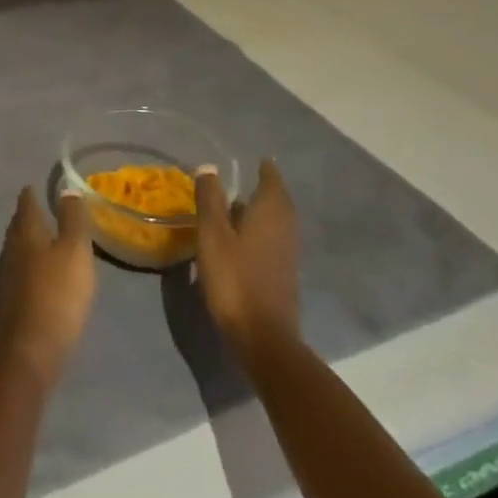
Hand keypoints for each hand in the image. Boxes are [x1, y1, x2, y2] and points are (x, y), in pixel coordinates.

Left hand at [0, 187, 96, 388]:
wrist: (26, 356)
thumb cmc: (56, 297)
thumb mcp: (75, 253)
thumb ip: (73, 220)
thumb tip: (67, 189)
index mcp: (25, 235)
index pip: (26, 205)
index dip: (31, 195)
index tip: (35, 187)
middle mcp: (8, 253)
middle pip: (17, 228)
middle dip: (27, 218)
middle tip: (39, 211)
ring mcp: (3, 282)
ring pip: (15, 253)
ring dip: (26, 245)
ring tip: (41, 244)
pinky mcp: (5, 308)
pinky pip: (16, 278)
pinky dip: (26, 271)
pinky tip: (36, 281)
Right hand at [195, 158, 300, 354]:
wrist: (263, 338)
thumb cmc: (235, 279)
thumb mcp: (212, 235)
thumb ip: (210, 199)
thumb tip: (209, 167)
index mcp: (271, 211)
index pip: (270, 177)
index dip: (261, 167)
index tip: (249, 160)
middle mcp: (286, 226)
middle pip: (276, 198)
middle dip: (260, 187)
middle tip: (238, 180)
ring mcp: (288, 251)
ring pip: (274, 220)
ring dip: (257, 211)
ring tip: (233, 207)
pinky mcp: (284, 272)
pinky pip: (272, 239)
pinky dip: (258, 231)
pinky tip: (239, 240)